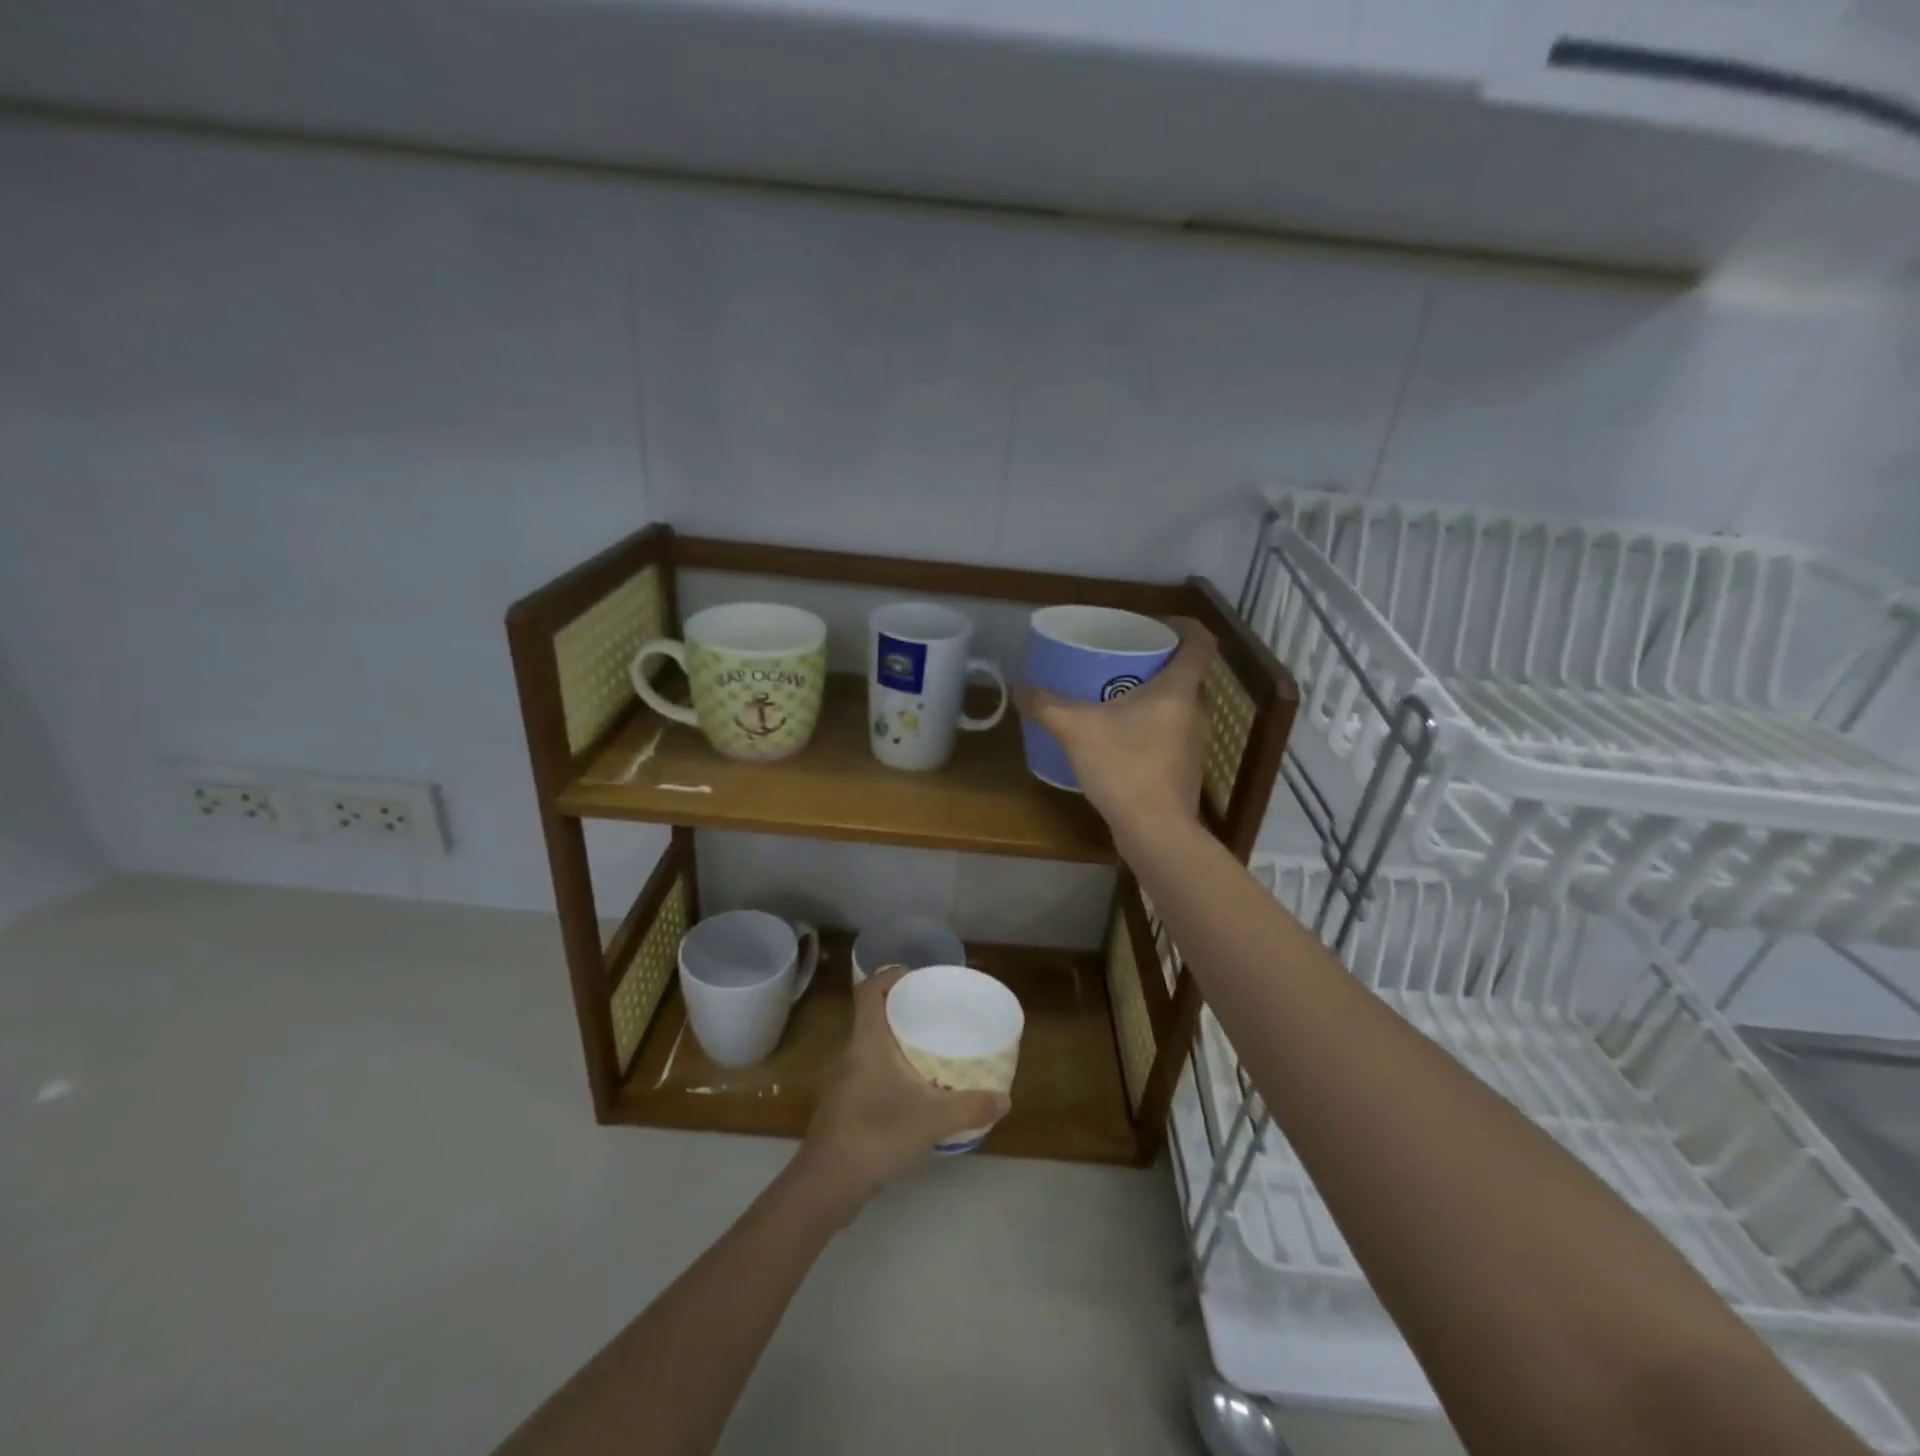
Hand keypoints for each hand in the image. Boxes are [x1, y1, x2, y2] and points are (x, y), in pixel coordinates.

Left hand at [797, 966, 1009, 1204]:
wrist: (827, 1184)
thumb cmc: (877, 1134)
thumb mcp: (933, 1119)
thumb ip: (971, 1107)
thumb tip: (1005, 1099)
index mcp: (867, 1041)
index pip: (869, 990)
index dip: (890, 976)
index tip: (918, 979)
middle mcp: (851, 1053)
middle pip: (872, 1015)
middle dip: (901, 1009)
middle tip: (935, 1014)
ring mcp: (843, 1081)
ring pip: (870, 1046)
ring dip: (895, 1042)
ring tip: (928, 1050)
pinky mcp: (843, 1106)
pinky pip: (868, 1072)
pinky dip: (889, 1071)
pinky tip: (911, 1092)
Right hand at [1018, 618, 1216, 841]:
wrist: (1154, 830)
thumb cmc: (1124, 766)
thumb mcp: (1076, 729)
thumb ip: (1047, 706)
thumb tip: (1020, 687)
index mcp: (1178, 690)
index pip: (1200, 643)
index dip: (1186, 626)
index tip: (1163, 623)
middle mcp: (1196, 712)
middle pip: (1188, 676)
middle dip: (1161, 664)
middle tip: (1127, 661)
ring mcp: (1194, 744)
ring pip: (1180, 708)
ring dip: (1156, 699)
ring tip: (1119, 699)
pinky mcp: (1185, 771)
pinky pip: (1172, 735)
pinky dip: (1152, 729)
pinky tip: (1122, 740)